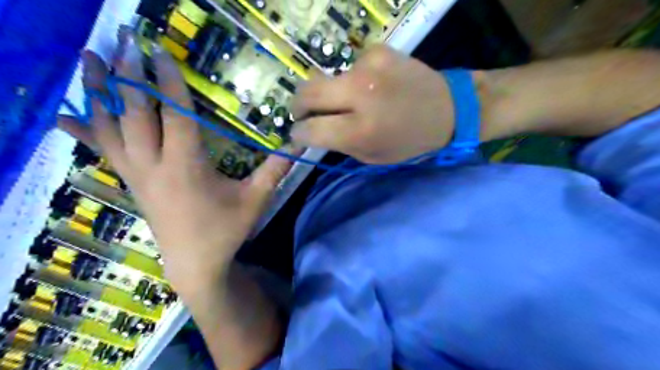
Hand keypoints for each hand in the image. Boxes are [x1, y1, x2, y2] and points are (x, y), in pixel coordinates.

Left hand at [59, 30, 293, 294]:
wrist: (194, 263)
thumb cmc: (227, 230)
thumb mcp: (255, 200)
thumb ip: (275, 169)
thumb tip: (300, 143)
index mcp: (187, 167)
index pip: (175, 116)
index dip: (169, 83)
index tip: (160, 52)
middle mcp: (154, 166)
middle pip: (136, 113)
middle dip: (130, 75)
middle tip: (122, 41)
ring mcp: (137, 174)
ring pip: (110, 127)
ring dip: (99, 91)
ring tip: (88, 58)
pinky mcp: (131, 182)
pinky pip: (103, 151)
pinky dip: (84, 130)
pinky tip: (63, 116)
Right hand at [291, 44, 456, 163]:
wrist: (449, 108)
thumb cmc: (410, 142)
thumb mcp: (372, 156)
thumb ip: (338, 145)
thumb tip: (310, 132)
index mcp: (360, 130)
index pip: (310, 129)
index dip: (299, 134)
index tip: (299, 134)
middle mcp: (360, 94)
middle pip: (306, 93)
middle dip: (298, 106)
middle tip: (303, 113)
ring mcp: (368, 67)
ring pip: (327, 78)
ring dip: (332, 93)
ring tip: (353, 101)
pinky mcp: (377, 51)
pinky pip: (350, 68)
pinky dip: (354, 80)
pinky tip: (373, 86)